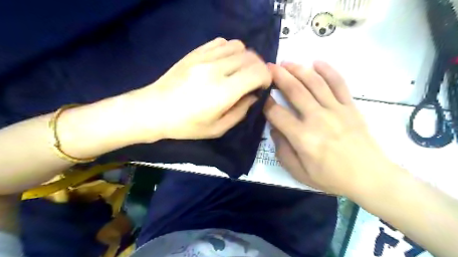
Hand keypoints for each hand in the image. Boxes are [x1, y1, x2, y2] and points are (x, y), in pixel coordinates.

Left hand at [127, 38, 270, 139]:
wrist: (154, 110)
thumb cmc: (186, 125)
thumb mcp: (218, 128)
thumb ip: (241, 112)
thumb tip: (254, 96)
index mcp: (223, 92)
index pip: (257, 72)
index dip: (267, 77)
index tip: (263, 86)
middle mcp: (216, 69)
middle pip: (251, 57)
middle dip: (259, 68)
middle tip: (253, 81)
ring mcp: (204, 58)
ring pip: (238, 46)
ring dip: (245, 58)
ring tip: (239, 71)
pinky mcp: (195, 53)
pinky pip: (221, 42)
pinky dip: (230, 50)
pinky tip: (225, 63)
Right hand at [267, 61, 390, 194]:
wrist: (370, 177)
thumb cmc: (331, 178)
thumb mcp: (299, 173)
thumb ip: (282, 150)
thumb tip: (274, 129)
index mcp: (303, 137)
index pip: (277, 113)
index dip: (265, 102)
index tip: (260, 94)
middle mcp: (317, 118)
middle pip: (294, 90)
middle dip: (279, 76)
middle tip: (269, 66)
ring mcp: (336, 110)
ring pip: (314, 83)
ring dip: (298, 69)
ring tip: (287, 62)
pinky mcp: (350, 107)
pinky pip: (339, 84)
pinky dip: (328, 70)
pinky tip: (317, 62)